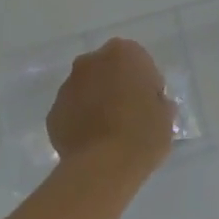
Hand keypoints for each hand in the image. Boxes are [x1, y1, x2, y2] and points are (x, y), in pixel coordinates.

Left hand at [47, 38, 176, 176]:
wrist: (104, 166)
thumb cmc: (143, 134)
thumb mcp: (165, 116)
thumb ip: (157, 101)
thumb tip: (151, 103)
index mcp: (122, 53)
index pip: (137, 59)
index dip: (144, 81)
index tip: (149, 103)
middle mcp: (90, 62)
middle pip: (106, 69)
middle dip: (115, 85)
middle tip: (129, 114)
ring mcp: (67, 86)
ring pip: (85, 89)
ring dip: (95, 102)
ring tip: (108, 132)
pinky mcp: (53, 113)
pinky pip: (71, 112)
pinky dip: (79, 121)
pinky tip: (91, 143)